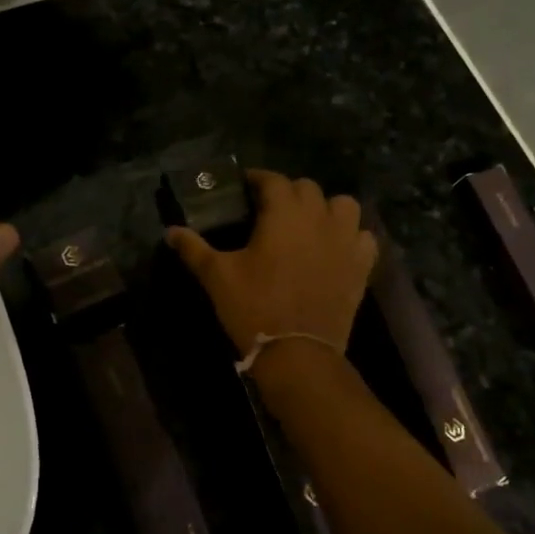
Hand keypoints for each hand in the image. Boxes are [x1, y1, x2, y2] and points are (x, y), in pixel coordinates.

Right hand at [167, 170, 377, 361]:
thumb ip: (193, 248)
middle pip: (307, 188)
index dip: (257, 179)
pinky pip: (363, 238)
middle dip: (288, 192)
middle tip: (269, 210)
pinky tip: (335, 248)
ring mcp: (345, 242)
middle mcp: (319, 218)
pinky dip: (351, 236)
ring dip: (325, 208)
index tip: (244, 187)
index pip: (273, 180)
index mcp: (283, 214)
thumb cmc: (254, 307)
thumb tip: (170, 230)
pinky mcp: (361, 266)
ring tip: (308, 224)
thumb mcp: (216, 276)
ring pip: (343, 206)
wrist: (298, 354)